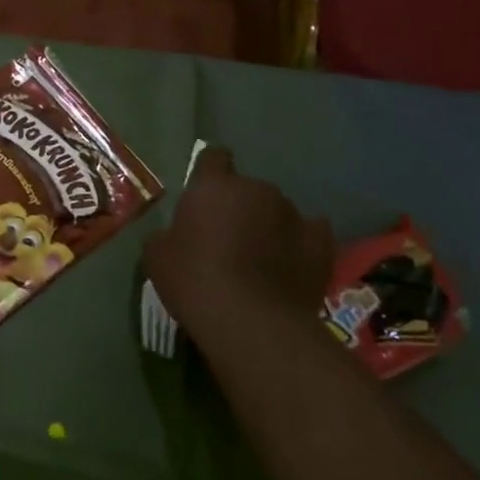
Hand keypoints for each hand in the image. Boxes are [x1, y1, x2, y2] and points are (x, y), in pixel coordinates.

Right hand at [144, 147, 333, 353]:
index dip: (208, 174)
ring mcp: (294, 215)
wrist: (250, 321)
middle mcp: (257, 190)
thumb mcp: (157, 256)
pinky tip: (290, 264)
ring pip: (278, 212)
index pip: (213, 158)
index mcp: (214, 186)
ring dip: (268, 227)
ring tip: (260, 261)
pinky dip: (299, 245)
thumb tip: (174, 236)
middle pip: (248, 190)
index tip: (203, 196)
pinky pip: (310, 234)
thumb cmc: (193, 280)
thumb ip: (168, 235)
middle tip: (227, 240)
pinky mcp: (322, 244)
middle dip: (240, 208)